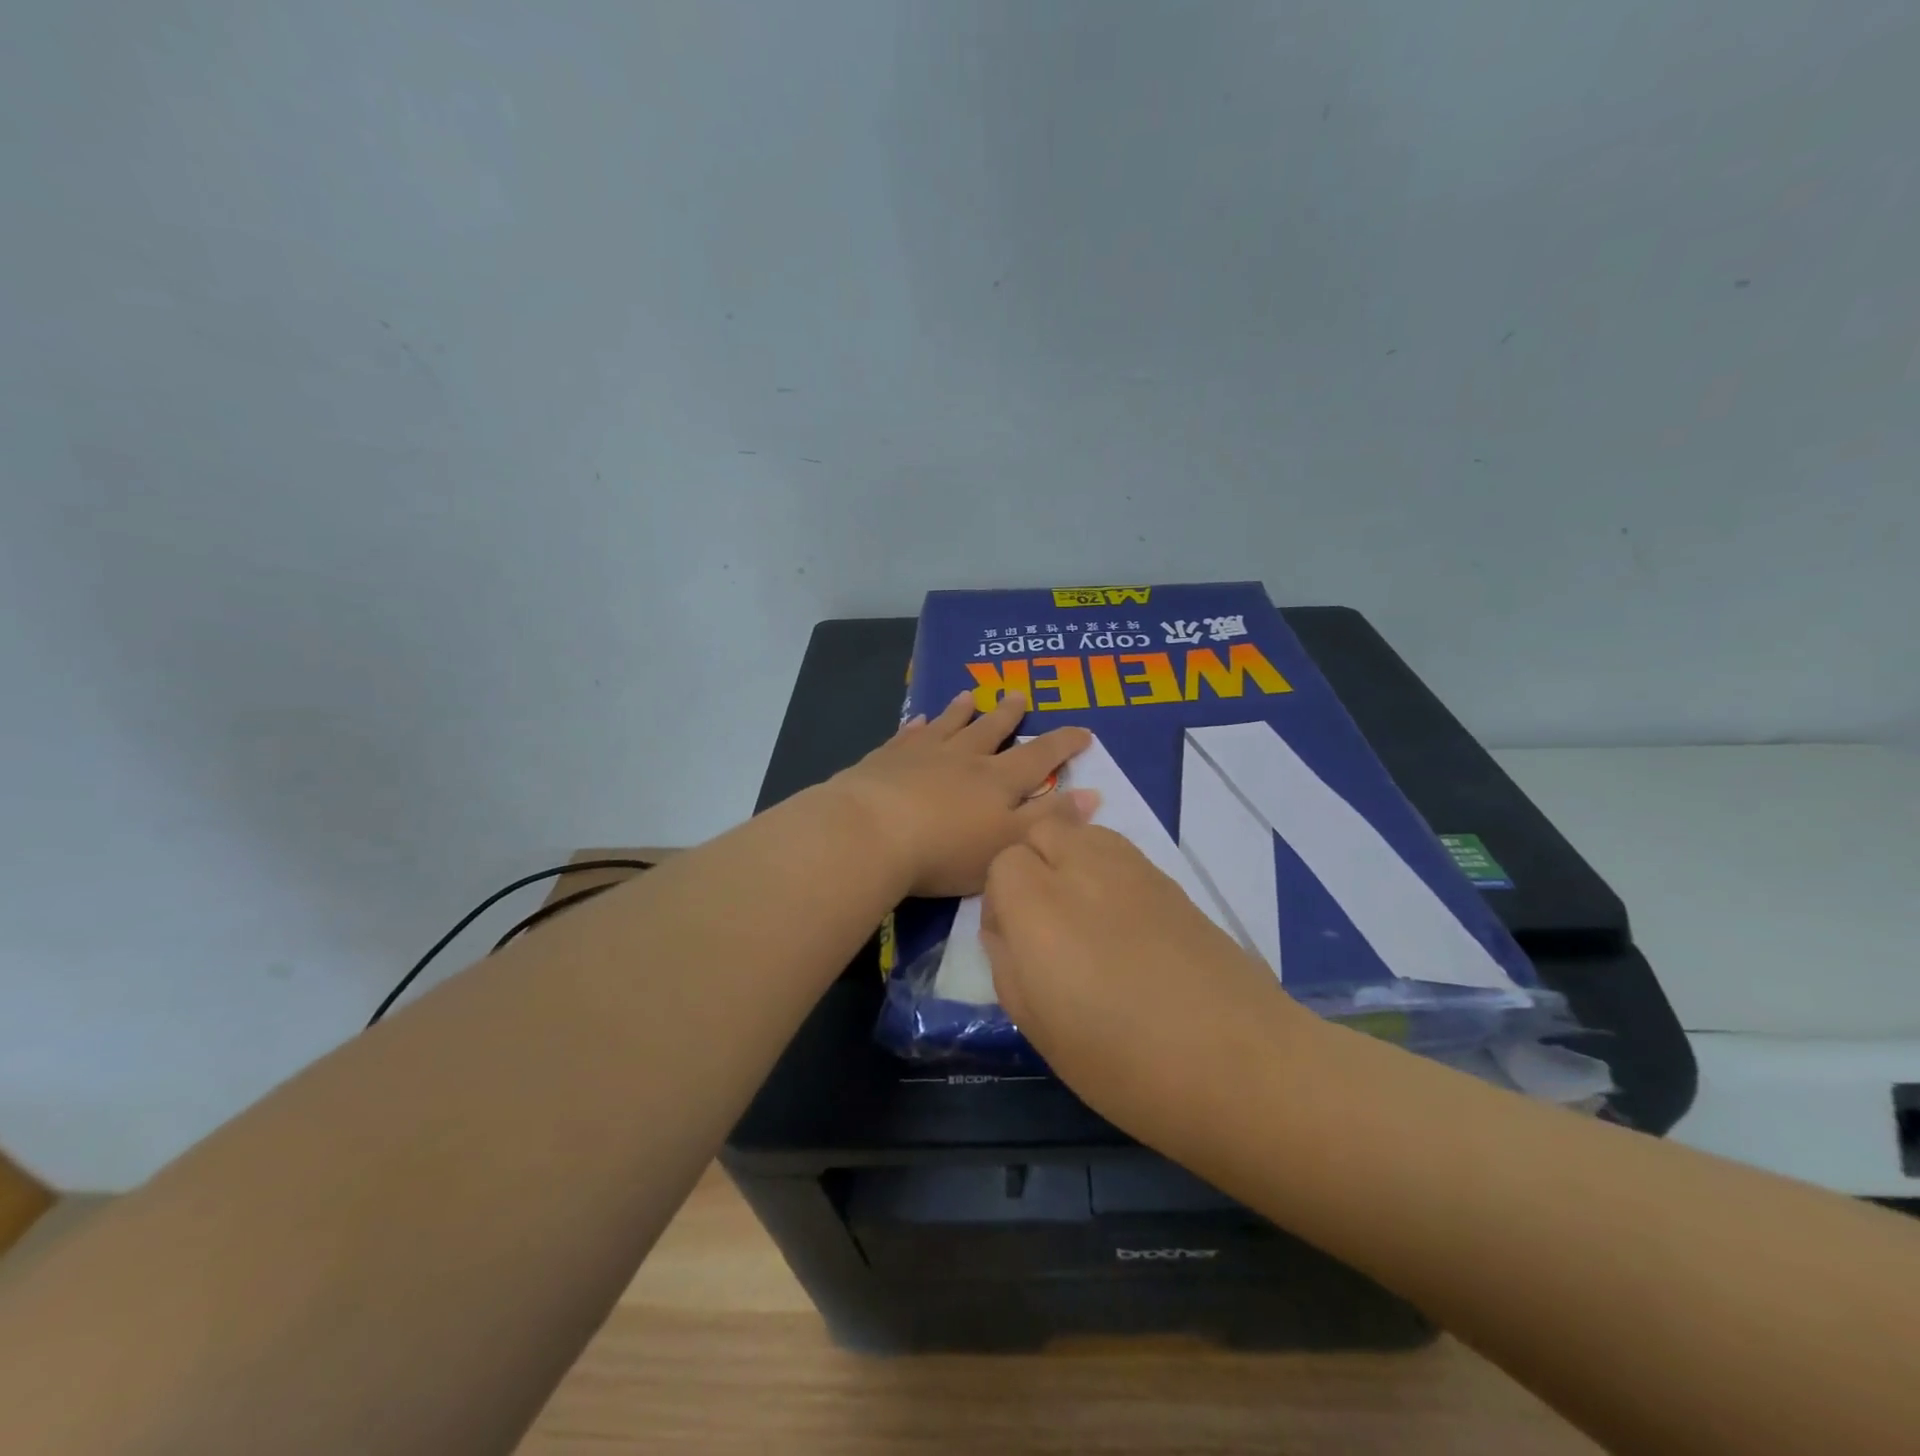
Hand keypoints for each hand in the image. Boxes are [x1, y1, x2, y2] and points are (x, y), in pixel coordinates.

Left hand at [828, 691, 1098, 897]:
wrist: (871, 833)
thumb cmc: (946, 849)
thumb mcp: (1009, 844)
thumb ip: (1050, 820)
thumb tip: (1092, 794)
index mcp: (998, 781)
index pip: (1039, 757)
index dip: (1063, 744)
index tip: (1082, 731)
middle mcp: (963, 758)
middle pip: (991, 730)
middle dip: (1009, 714)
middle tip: (1019, 694)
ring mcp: (921, 754)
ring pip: (948, 725)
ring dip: (961, 711)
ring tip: (970, 695)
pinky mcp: (885, 759)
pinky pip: (906, 735)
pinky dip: (916, 726)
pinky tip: (917, 719)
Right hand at [981, 817, 1308, 1151]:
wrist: (1239, 1063)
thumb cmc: (1125, 1063)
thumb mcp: (1038, 1027)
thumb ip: (1007, 964)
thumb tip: (1005, 931)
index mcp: (1040, 906)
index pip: (1002, 864)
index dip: (1000, 902)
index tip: (1014, 944)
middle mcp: (1084, 870)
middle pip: (1042, 831)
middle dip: (1031, 866)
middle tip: (1042, 923)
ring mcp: (1133, 869)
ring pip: (1083, 833)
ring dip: (1068, 860)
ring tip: (1081, 917)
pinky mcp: (1171, 880)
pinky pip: (1120, 853)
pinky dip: (1105, 871)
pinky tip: (1121, 923)